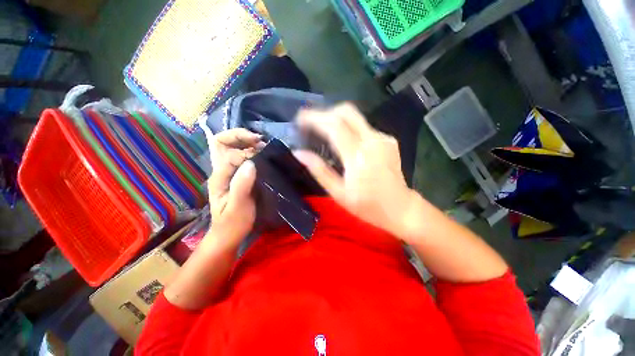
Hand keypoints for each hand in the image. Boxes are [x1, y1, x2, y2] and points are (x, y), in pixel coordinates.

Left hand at [207, 129, 262, 249]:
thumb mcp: (239, 207)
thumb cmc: (233, 224)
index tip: (262, 152)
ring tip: (261, 144)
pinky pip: (238, 156)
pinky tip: (261, 154)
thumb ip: (242, 185)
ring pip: (229, 148)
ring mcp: (226, 173)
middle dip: (238, 136)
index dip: (246, 151)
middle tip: (258, 139)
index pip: (230, 154)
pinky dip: (249, 150)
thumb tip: (251, 162)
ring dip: (244, 141)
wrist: (228, 235)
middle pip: (221, 143)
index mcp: (219, 177)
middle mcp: (219, 171)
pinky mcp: (234, 176)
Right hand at [294, 103, 417, 238]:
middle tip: (311, 122)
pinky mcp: (388, 140)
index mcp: (358, 157)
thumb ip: (319, 170)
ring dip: (336, 119)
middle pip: (347, 112)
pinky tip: (344, 140)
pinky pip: (364, 127)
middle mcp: (372, 141)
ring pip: (355, 117)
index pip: (334, 126)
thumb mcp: (338, 193)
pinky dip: (349, 128)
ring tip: (323, 130)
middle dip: (325, 112)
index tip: (300, 118)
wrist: (400, 208)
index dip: (315, 118)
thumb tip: (299, 153)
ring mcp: (383, 139)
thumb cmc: (367, 205)